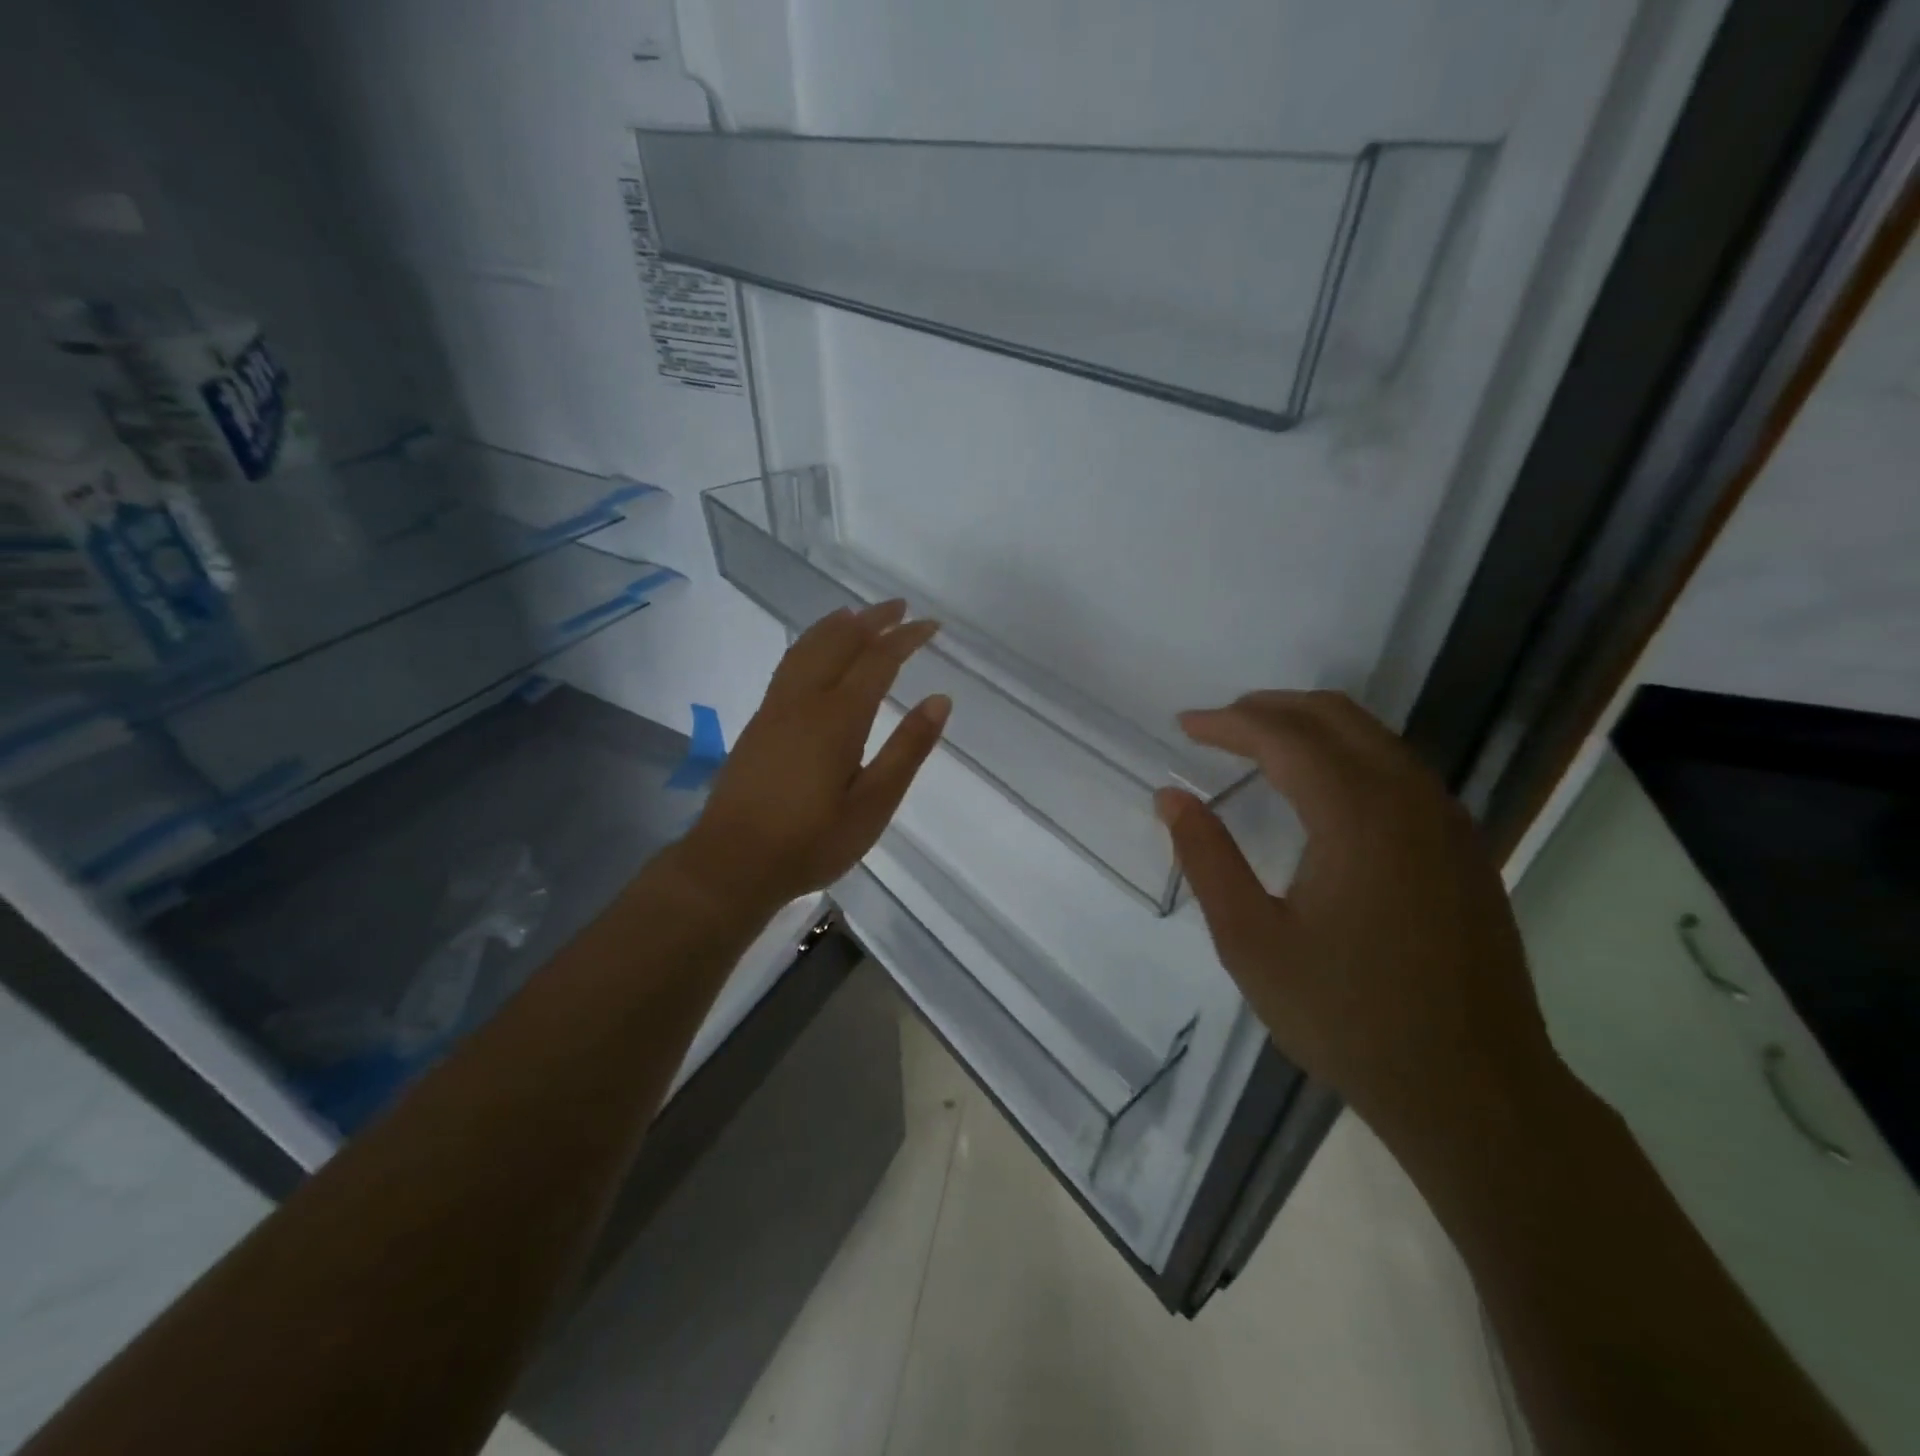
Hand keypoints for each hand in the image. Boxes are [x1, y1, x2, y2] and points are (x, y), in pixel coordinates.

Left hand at [677, 600, 949, 914]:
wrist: (732, 862)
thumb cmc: (811, 841)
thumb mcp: (873, 805)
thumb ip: (907, 750)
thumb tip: (940, 700)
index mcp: (838, 718)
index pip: (878, 660)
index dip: (906, 638)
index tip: (931, 625)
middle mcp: (804, 701)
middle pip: (839, 642)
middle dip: (872, 620)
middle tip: (899, 607)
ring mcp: (775, 708)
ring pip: (807, 647)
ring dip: (837, 626)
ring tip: (858, 615)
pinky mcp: (758, 722)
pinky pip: (789, 663)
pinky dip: (810, 643)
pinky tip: (814, 653)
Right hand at [1155, 691, 1558, 1149]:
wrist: (1474, 1091)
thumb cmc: (1347, 1016)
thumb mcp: (1250, 941)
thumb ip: (1206, 858)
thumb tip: (1171, 796)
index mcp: (1357, 816)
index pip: (1283, 737)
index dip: (1227, 723)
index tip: (1184, 725)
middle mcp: (1410, 800)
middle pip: (1335, 717)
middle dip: (1269, 708)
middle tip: (1217, 725)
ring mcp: (1446, 822)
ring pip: (1374, 737)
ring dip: (1310, 727)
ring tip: (1258, 745)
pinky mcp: (1463, 848)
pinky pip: (1399, 768)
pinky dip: (1348, 753)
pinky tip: (1321, 788)